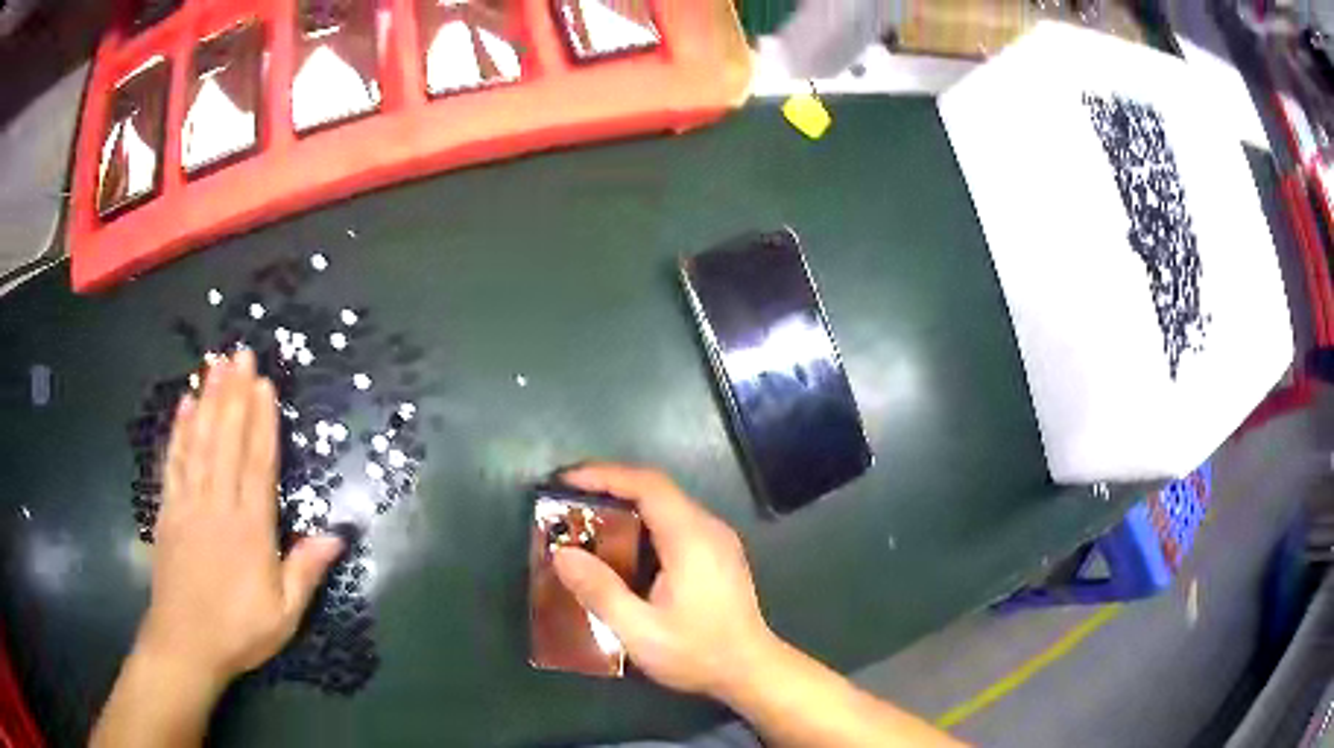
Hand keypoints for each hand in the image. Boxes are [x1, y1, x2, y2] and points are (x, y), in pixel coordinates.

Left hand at [136, 349, 343, 689]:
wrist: (185, 644)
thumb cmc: (239, 631)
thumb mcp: (284, 615)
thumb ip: (305, 572)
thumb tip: (336, 535)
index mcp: (250, 531)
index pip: (257, 465)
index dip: (261, 422)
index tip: (265, 385)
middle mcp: (218, 506)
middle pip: (226, 442)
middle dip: (234, 395)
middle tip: (239, 354)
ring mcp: (188, 504)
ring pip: (198, 443)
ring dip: (207, 400)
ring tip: (215, 365)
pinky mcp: (167, 510)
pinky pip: (173, 462)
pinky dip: (178, 431)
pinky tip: (183, 406)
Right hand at [551, 463, 776, 698]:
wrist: (751, 670)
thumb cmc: (698, 652)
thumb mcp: (640, 631)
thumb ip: (600, 592)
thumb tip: (562, 554)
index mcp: (691, 538)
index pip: (647, 485)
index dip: (604, 475)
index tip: (565, 480)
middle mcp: (708, 528)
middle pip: (656, 489)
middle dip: (608, 487)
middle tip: (566, 502)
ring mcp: (717, 539)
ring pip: (666, 505)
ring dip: (625, 505)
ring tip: (584, 521)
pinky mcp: (718, 553)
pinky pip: (675, 522)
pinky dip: (642, 523)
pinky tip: (620, 548)